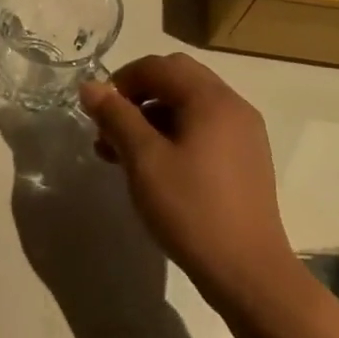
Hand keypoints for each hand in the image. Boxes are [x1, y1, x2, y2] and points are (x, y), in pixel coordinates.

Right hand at [79, 54, 302, 319]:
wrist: (247, 271)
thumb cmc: (191, 209)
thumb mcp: (143, 160)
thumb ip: (116, 116)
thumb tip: (90, 86)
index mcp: (211, 99)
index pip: (158, 66)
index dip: (121, 81)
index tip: (98, 113)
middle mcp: (233, 106)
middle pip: (176, 79)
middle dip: (137, 96)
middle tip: (110, 129)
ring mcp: (244, 133)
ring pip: (189, 105)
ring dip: (152, 117)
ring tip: (121, 154)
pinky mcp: (246, 158)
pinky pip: (203, 128)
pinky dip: (173, 134)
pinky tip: (154, 167)